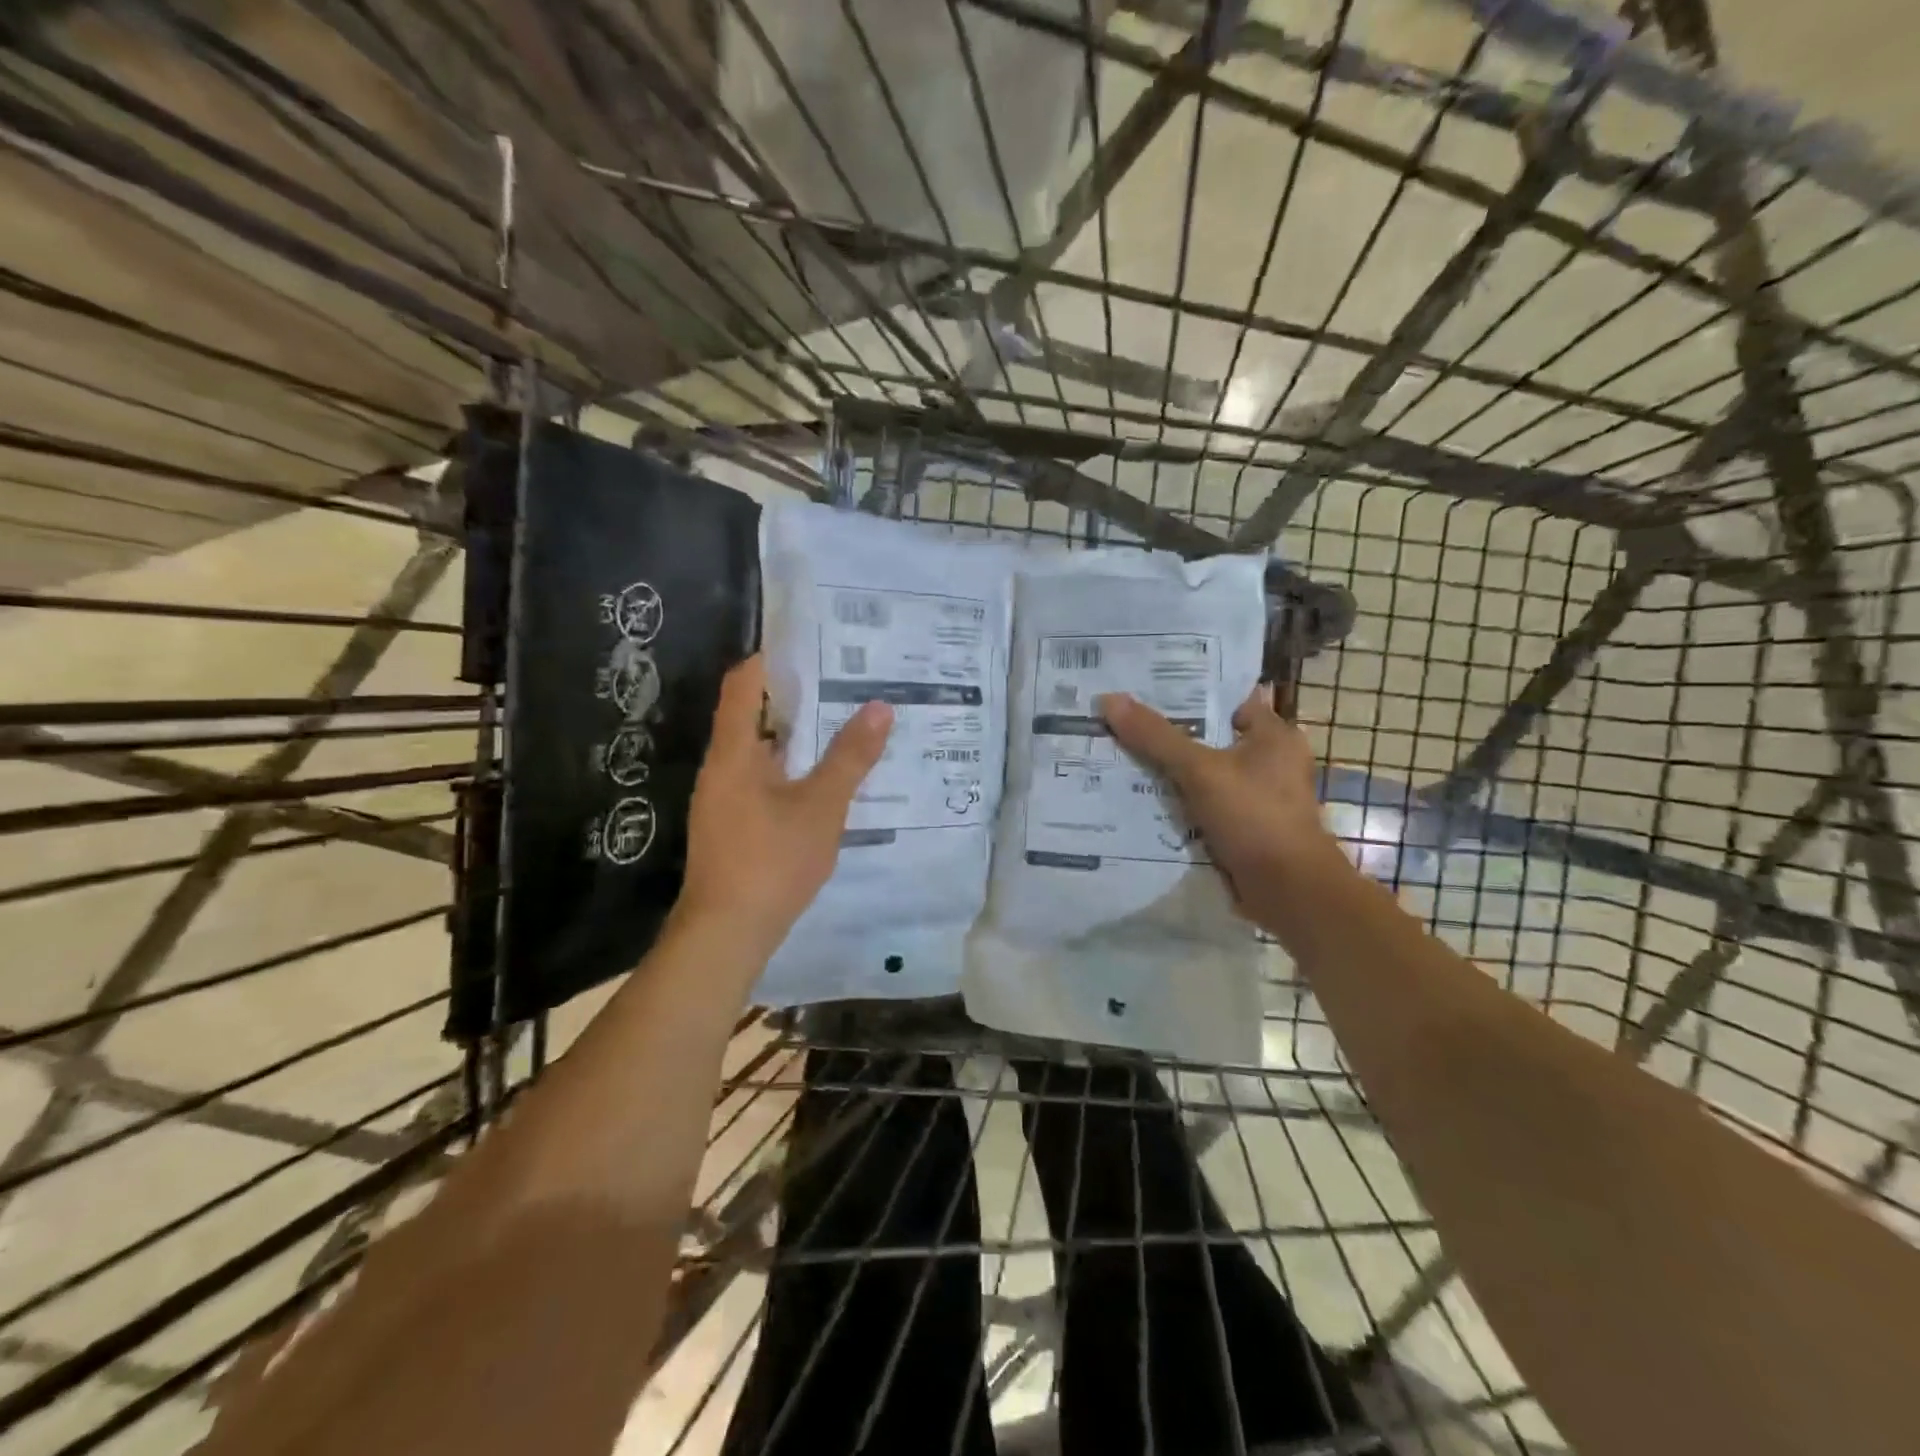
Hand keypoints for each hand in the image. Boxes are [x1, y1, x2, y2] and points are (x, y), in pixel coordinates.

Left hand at [676, 655, 892, 959]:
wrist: (727, 933)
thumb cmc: (771, 861)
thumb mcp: (822, 806)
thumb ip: (851, 756)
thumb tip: (880, 706)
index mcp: (734, 752)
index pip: (743, 683)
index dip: (772, 659)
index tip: (814, 646)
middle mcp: (723, 767)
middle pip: (753, 714)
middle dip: (797, 697)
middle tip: (846, 682)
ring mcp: (724, 798)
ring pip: (762, 750)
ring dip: (799, 736)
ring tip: (845, 724)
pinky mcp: (733, 824)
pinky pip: (764, 779)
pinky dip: (793, 769)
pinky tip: (827, 779)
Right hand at [1097, 685, 1348, 932]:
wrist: (1288, 892)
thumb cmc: (1254, 817)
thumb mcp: (1200, 770)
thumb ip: (1156, 736)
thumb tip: (1109, 699)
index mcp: (1273, 735)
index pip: (1225, 699)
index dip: (1186, 691)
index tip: (1143, 686)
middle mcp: (1269, 761)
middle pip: (1209, 737)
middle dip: (1167, 733)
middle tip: (1119, 719)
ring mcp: (1255, 797)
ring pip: (1202, 773)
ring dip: (1168, 771)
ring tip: (1118, 753)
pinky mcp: (1242, 827)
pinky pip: (1201, 804)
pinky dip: (1176, 802)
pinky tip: (1138, 797)